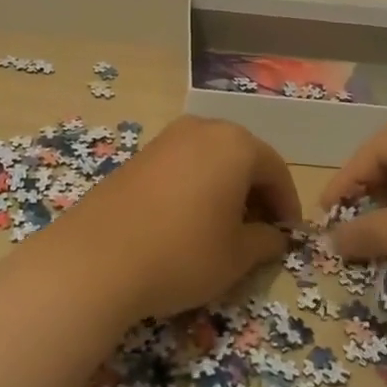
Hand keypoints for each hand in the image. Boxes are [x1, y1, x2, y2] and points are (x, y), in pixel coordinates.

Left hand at [44, 115, 302, 322]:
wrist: (97, 257)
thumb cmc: (182, 253)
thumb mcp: (236, 256)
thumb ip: (265, 242)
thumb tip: (275, 237)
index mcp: (235, 144)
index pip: (275, 170)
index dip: (286, 204)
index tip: (288, 236)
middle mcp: (203, 129)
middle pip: (243, 157)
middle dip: (256, 193)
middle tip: (259, 232)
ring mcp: (167, 139)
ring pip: (211, 159)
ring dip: (225, 188)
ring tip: (223, 229)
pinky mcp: (140, 155)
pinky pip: (182, 165)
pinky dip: (195, 187)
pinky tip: (188, 221)